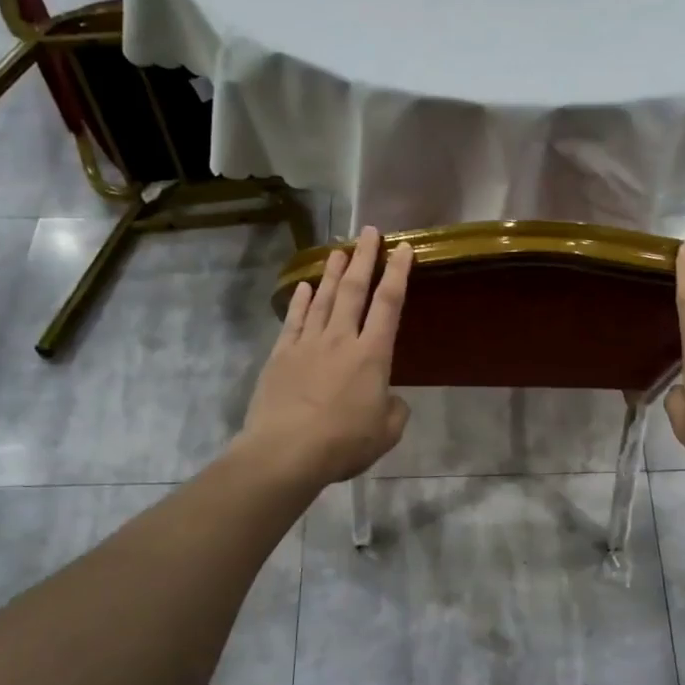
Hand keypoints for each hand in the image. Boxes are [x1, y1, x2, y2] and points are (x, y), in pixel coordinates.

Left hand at [237, 228, 413, 487]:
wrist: (286, 452)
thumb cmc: (343, 443)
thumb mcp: (386, 433)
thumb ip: (395, 411)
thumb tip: (390, 399)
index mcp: (373, 355)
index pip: (389, 304)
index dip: (398, 274)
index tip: (404, 249)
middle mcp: (341, 339)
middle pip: (355, 289)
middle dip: (364, 258)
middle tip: (370, 232)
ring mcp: (308, 344)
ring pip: (324, 298)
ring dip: (333, 272)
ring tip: (339, 250)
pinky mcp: (281, 355)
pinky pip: (294, 320)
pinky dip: (301, 301)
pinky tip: (306, 287)